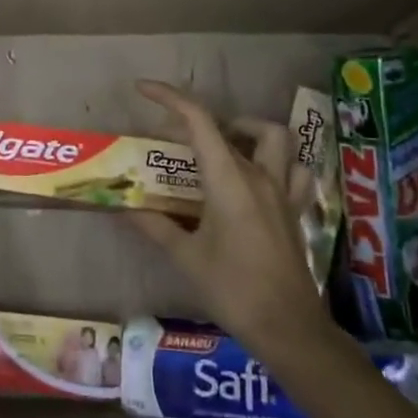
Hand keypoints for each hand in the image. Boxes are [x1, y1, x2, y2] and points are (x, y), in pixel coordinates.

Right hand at [130, 80, 339, 360]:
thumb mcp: (185, 257)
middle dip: (201, 121)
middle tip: (176, 137)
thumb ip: (154, 226)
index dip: (171, 98)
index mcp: (229, 180)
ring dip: (247, 131)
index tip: (144, 90)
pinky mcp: (294, 210)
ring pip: (274, 139)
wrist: (288, 328)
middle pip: (233, 126)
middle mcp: (259, 176)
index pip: (199, 122)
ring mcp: (282, 192)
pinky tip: (259, 175)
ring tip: (222, 145)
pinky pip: (294, 170)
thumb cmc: (232, 289)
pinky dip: (277, 161)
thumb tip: (123, 207)